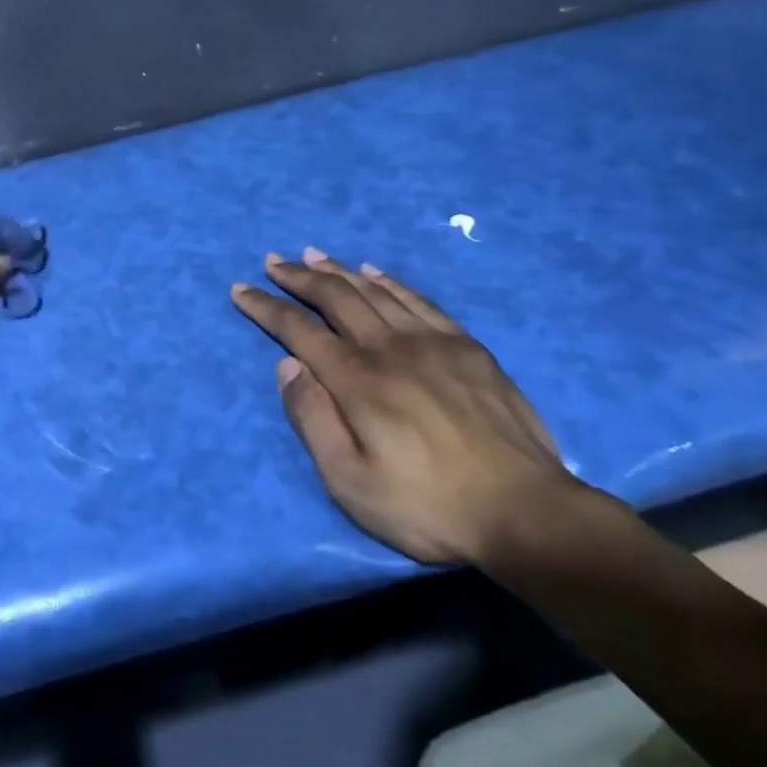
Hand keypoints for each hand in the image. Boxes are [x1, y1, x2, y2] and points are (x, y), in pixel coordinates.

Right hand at [231, 249, 580, 565]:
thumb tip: (288, 366)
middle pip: (336, 298)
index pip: (299, 330)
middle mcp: (390, 347)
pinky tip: (376, 272)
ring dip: (339, 270)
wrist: (526, 512)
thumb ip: (313, 420)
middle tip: (273, 261)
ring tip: (314, 254)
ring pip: (375, 291)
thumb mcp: (351, 482)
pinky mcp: (467, 347)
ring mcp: (433, 342)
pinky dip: (391, 281)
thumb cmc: (427, 506)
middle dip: (299, 277)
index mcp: (358, 380)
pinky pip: (420, 300)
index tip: (241, 290)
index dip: (266, 308)